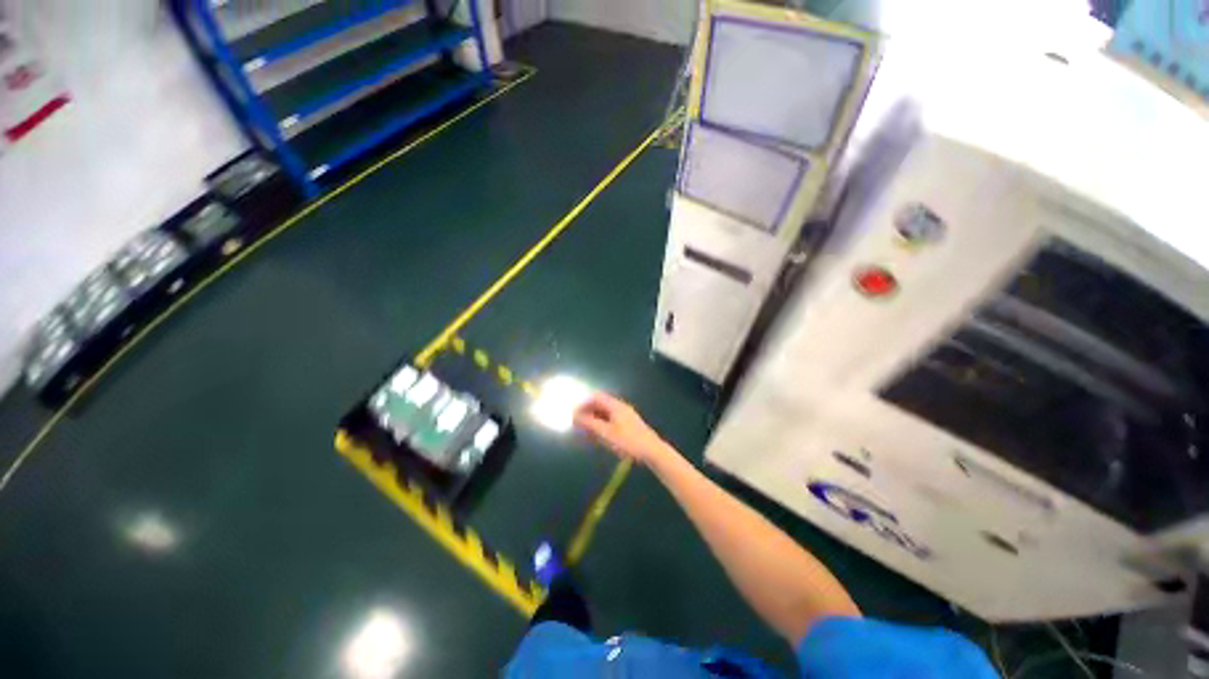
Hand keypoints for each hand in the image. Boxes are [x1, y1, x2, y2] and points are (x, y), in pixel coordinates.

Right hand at [573, 393, 672, 465]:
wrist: (652, 451)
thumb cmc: (628, 442)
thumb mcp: (606, 433)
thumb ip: (590, 424)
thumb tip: (575, 416)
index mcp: (616, 406)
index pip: (596, 397)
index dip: (583, 404)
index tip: (573, 415)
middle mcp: (620, 407)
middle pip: (600, 404)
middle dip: (587, 412)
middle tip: (577, 424)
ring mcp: (626, 415)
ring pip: (605, 412)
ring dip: (594, 419)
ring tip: (585, 432)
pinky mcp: (628, 424)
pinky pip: (611, 419)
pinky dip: (602, 424)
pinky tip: (598, 435)